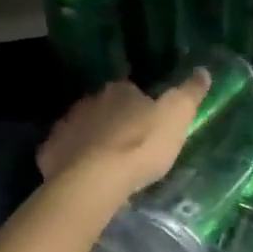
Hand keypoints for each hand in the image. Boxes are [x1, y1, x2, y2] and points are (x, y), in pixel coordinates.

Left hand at [37, 71, 210, 209]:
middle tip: (130, 145)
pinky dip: (74, 161)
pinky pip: (65, 153)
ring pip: (83, 129)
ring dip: (94, 140)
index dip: (141, 106)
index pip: (131, 90)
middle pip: (105, 108)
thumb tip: (203, 71)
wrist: (94, 181)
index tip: (149, 122)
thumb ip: (189, 94)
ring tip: (109, 165)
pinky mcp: (49, 153)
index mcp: (119, 90)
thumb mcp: (177, 117)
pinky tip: (86, 177)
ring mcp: (65, 126)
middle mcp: (88, 101)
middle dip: (115, 122)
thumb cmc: (140, 146)